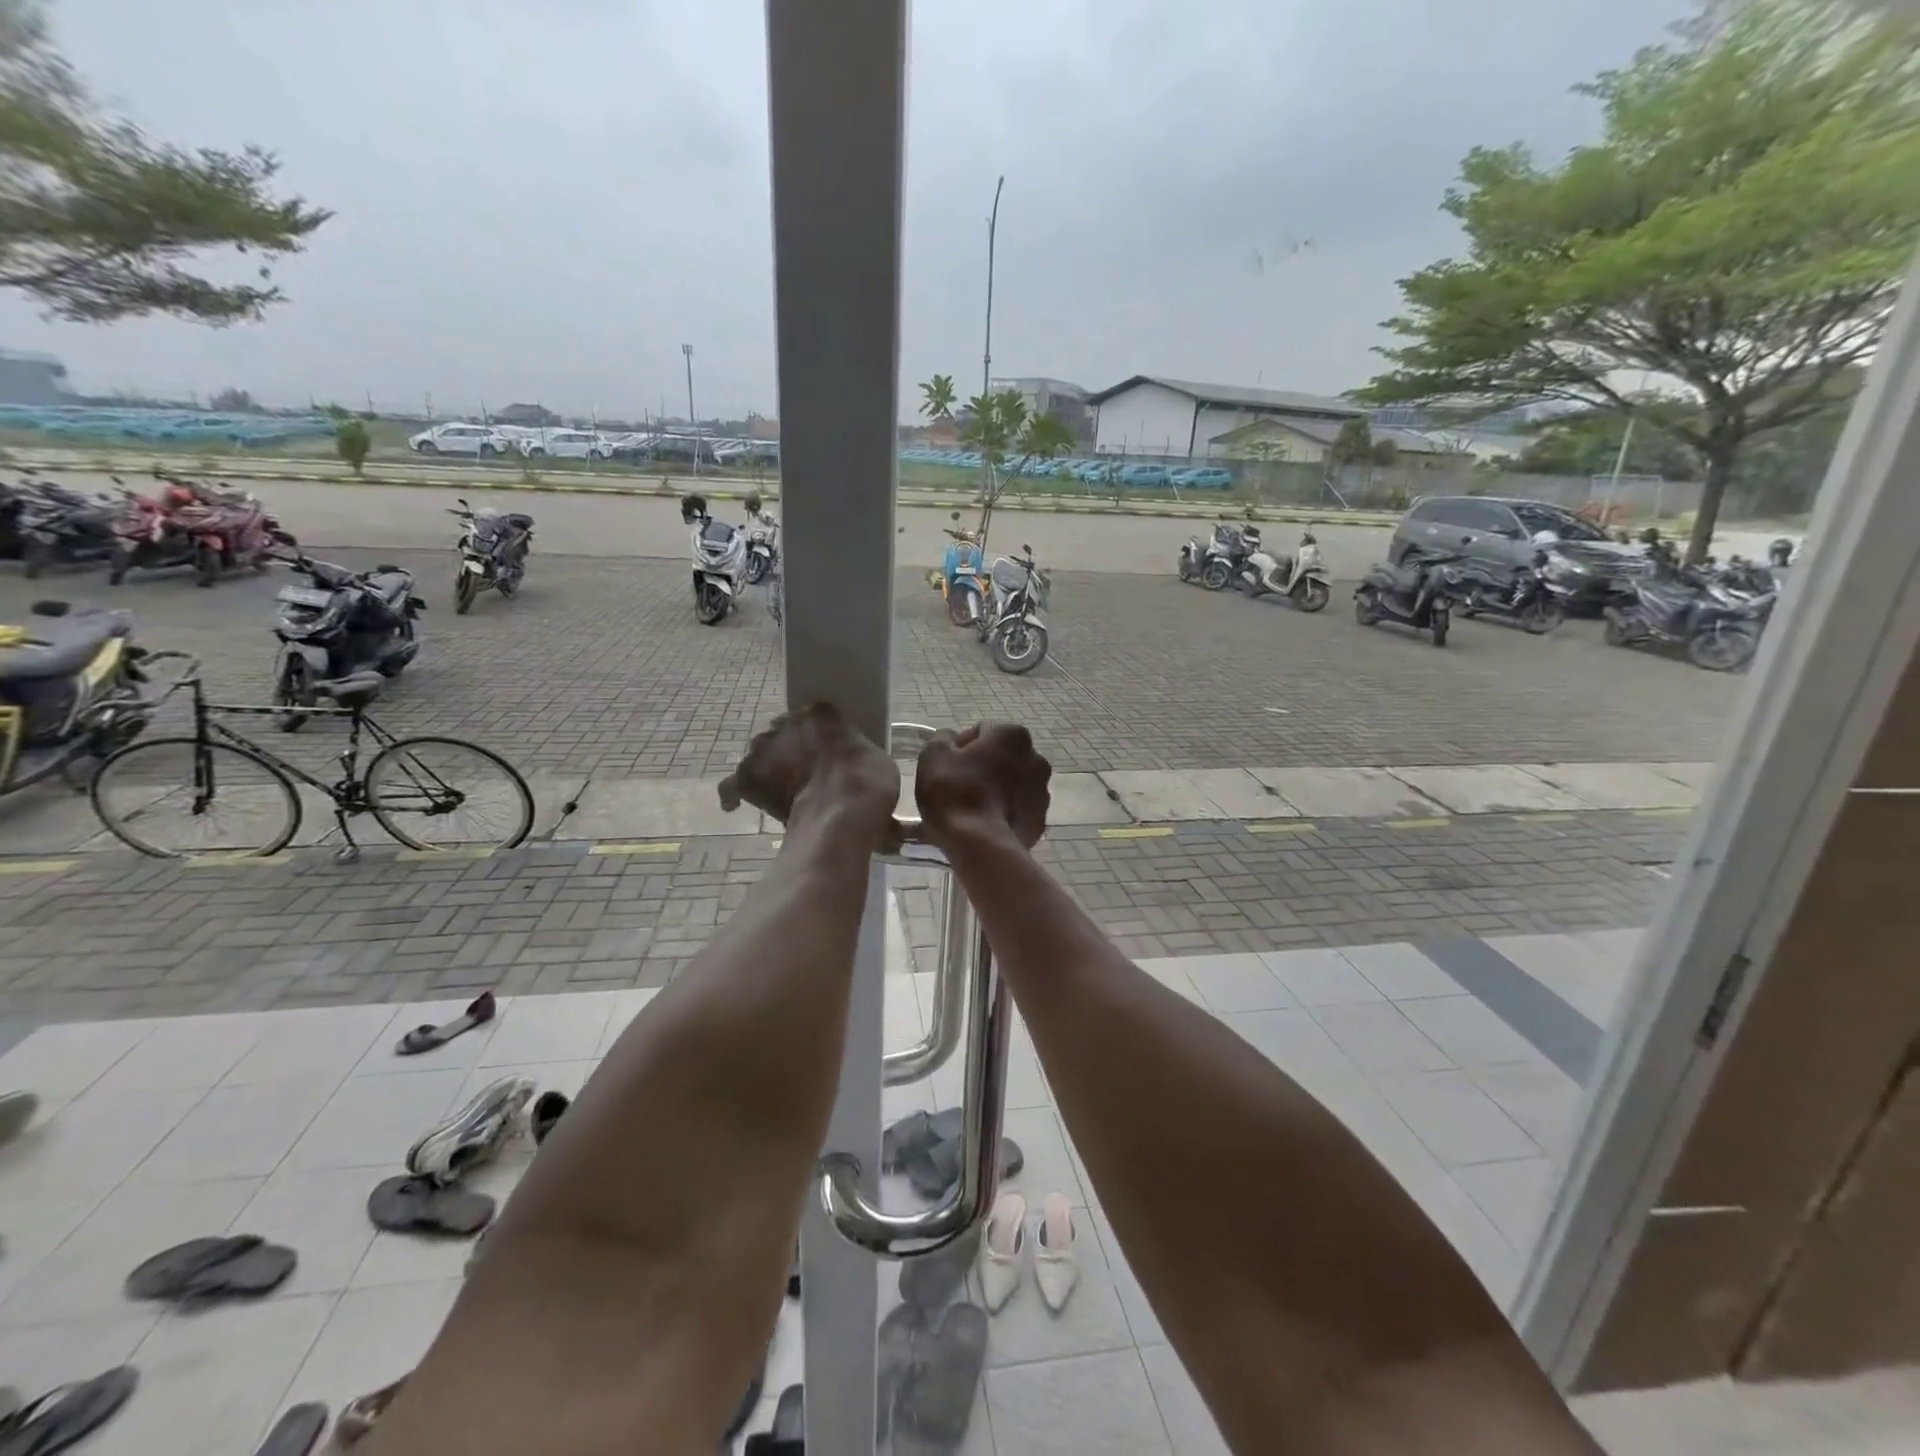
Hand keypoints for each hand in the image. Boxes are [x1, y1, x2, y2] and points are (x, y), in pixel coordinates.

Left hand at [719, 703, 900, 850]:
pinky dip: (734, 795)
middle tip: (807, 774)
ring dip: (768, 767)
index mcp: (821, 713)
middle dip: (791, 749)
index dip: (820, 734)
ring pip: (760, 754)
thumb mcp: (877, 759)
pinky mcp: (746, 779)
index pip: (816, 715)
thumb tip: (850, 766)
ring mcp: (762, 750)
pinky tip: (736, 804)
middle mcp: (786, 723)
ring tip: (779, 789)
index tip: (827, 750)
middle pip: (784, 732)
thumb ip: (854, 752)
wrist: (840, 817)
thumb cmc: (867, 786)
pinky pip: (732, 785)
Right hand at [915, 723, 1049, 849]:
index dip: (959, 748)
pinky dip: (1003, 813)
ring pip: (1011, 784)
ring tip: (970, 811)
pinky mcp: (1040, 820)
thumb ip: (942, 738)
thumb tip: (951, 740)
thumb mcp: (934, 755)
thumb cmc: (955, 793)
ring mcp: (1042, 791)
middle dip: (981, 768)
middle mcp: (1035, 757)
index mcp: (1012, 735)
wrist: (982, 846)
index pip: (981, 732)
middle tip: (956, 788)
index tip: (946, 768)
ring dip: (994, 790)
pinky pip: (1017, 809)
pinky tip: (984, 826)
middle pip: (1000, 758)